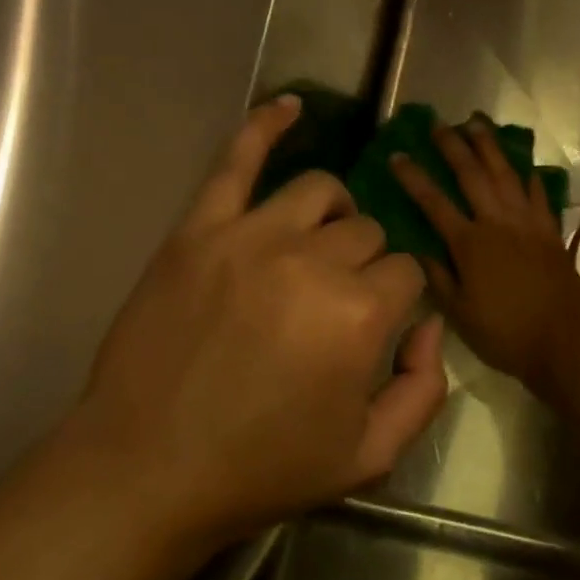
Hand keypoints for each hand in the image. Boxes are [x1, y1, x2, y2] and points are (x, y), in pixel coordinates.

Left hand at [64, 95, 445, 554]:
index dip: (400, 299)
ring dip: (335, 216)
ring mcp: (250, 237)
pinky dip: (264, 126)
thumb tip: (432, 324)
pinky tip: (289, 107)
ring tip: (320, 245)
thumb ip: (425, 388)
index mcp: (361, 314)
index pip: (408, 271)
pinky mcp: (198, 230)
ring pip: (321, 192)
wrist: (146, 472)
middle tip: (338, 305)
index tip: (377, 327)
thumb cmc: (262, 468)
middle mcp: (313, 262)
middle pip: (368, 232)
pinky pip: (236, 160)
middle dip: (368, 265)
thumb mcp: (370, 455)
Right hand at [390, 120, 579, 393]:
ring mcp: (527, 223)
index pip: (434, 202)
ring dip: (490, 146)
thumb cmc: (505, 333)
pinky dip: (530, 177)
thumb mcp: (460, 312)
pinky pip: (538, 194)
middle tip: (438, 124)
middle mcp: (498, 222)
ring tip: (477, 123)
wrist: (564, 341)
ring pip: (506, 174)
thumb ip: (438, 277)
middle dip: (453, 146)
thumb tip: (417, 249)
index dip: (414, 177)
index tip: (397, 155)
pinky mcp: (550, 230)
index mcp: (470, 243)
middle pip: (472, 175)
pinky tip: (524, 165)